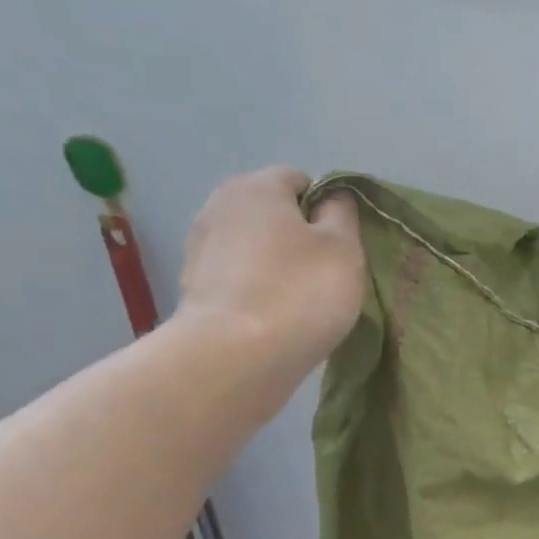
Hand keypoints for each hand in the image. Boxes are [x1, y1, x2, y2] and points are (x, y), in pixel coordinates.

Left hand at [175, 167, 364, 383]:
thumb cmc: (300, 292)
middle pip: (273, 213)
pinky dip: (257, 290)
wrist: (235, 357)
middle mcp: (219, 206)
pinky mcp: (194, 288)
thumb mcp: (343, 247)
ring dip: (278, 265)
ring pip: (255, 247)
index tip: (342, 244)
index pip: (300, 180)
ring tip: (301, 301)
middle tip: (327, 273)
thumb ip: (342, 213)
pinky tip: (275, 318)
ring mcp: (200, 248)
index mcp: (256, 187)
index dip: (327, 208)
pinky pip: (239, 278)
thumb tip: (332, 198)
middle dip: (300, 237)